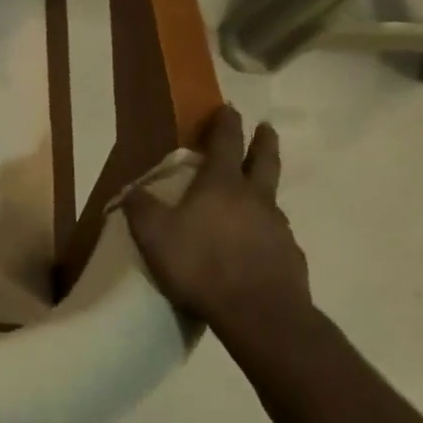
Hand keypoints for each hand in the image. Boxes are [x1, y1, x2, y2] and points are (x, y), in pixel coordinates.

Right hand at [123, 107, 311, 329]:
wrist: (260, 313)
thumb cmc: (201, 265)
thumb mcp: (153, 235)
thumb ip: (140, 208)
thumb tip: (131, 190)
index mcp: (220, 185)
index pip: (225, 143)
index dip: (225, 123)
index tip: (228, 108)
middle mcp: (254, 198)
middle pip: (264, 160)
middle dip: (262, 141)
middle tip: (265, 128)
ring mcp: (277, 227)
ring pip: (271, 197)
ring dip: (263, 187)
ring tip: (253, 192)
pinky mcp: (290, 256)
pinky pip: (275, 233)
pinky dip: (265, 228)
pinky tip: (255, 242)